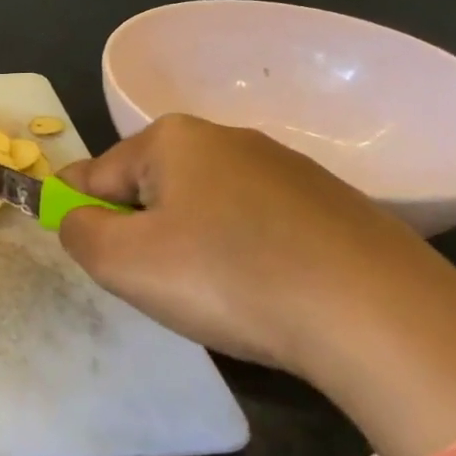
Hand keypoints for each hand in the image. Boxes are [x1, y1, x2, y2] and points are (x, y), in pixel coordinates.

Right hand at [56, 114, 446, 383]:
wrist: (378, 316)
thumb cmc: (227, 277)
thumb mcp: (122, 262)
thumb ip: (77, 232)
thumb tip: (79, 218)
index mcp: (172, 138)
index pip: (96, 172)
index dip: (81, 214)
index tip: (91, 254)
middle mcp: (228, 138)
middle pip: (152, 186)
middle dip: (141, 231)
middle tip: (157, 283)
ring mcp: (286, 167)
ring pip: (205, 206)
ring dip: (191, 244)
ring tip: (214, 294)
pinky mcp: (331, 204)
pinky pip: (257, 224)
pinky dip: (243, 253)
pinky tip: (264, 291)